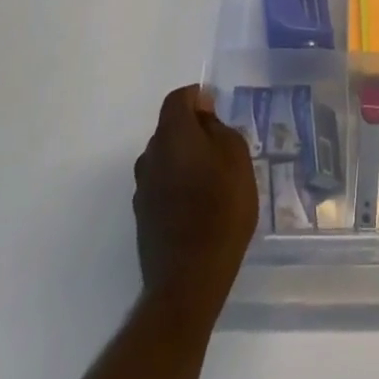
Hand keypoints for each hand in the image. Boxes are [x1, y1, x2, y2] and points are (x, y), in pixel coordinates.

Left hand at [132, 85, 258, 311]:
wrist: (189, 279)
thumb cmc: (221, 208)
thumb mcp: (236, 157)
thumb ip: (218, 128)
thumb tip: (203, 114)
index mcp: (172, 134)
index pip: (178, 99)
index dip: (197, 98)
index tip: (217, 111)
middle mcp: (150, 155)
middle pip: (169, 128)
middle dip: (192, 131)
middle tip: (221, 148)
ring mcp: (142, 188)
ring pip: (165, 158)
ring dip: (184, 160)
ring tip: (212, 180)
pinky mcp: (142, 216)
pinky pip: (161, 185)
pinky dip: (177, 185)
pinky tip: (198, 206)